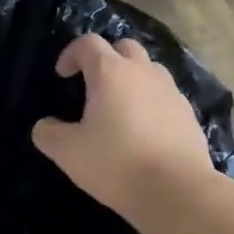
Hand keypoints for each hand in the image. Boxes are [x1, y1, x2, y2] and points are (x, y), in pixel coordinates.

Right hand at [32, 34, 216, 224]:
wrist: (176, 190)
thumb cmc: (116, 164)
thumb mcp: (68, 153)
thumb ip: (49, 134)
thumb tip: (45, 126)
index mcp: (110, 72)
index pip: (88, 43)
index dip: (70, 53)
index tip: (62, 75)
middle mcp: (143, 72)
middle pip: (124, 47)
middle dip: (105, 58)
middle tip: (92, 84)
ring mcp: (171, 91)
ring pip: (149, 69)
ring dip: (131, 78)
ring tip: (119, 107)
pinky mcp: (188, 113)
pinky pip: (165, 96)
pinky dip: (151, 102)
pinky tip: (144, 130)